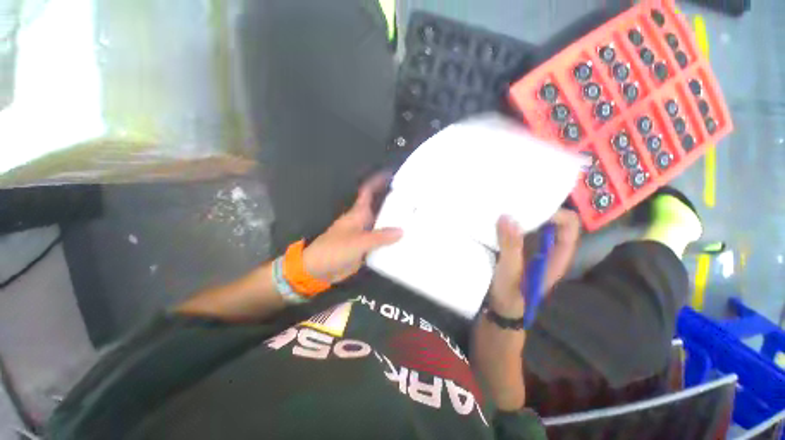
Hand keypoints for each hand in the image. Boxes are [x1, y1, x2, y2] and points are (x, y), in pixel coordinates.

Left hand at [303, 173, 402, 283]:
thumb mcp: (358, 241)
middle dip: (393, 203)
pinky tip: (403, 241)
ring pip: (382, 225)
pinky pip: (381, 241)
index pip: (368, 192)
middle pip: (379, 208)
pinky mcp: (365, 248)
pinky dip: (391, 240)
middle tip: (413, 201)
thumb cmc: (334, 250)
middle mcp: (363, 221)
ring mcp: (364, 235)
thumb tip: (402, 231)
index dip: (378, 182)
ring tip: (414, 220)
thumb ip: (380, 237)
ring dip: (394, 223)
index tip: (392, 175)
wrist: (319, 269)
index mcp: (358, 213)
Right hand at [488, 209, 580, 316]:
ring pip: (531, 225)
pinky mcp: (515, 250)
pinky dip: (508, 223)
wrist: (499, 310)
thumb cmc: (510, 295)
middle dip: (535, 208)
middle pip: (549, 221)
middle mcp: (546, 249)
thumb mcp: (511, 272)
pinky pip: (515, 231)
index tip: (532, 204)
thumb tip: (507, 216)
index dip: (555, 212)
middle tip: (514, 198)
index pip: (568, 225)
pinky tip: (494, 219)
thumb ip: (511, 246)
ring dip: (519, 215)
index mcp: (556, 255)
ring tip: (503, 204)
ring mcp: (530, 249)